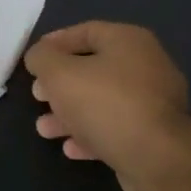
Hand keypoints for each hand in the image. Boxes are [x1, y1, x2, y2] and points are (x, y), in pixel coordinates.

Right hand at [24, 23, 190, 190]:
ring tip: (44, 129)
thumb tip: (39, 57)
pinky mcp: (155, 135)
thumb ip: (42, 58)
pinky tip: (71, 148)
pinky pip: (116, 127)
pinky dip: (91, 134)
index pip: (85, 31)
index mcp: (128, 41)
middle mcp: (146, 66)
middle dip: (59, 84)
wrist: (157, 159)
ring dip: (69, 114)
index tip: (33, 60)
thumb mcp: (58, 73)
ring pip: (101, 101)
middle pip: (92, 68)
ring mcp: (154, 102)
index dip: (55, 43)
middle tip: (37, 95)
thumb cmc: (105, 103)